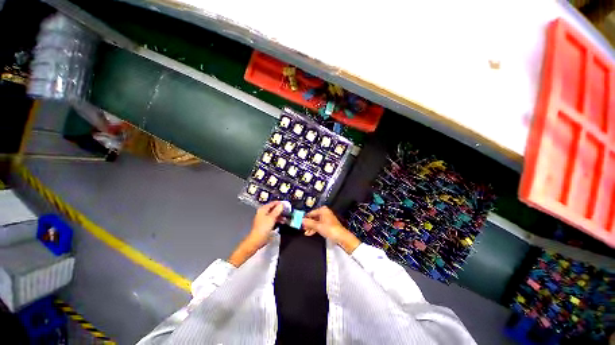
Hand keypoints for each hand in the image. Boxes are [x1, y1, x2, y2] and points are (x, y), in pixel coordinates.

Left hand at [247, 201, 283, 248]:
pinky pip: (273, 219)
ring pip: (273, 214)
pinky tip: (282, 221)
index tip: (286, 204)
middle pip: (273, 208)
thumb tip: (281, 205)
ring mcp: (264, 219)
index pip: (272, 203)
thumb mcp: (272, 218)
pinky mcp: (266, 224)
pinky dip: (277, 219)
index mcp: (263, 209)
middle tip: (287, 210)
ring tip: (286, 216)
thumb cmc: (263, 228)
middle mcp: (263, 213)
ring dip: (280, 215)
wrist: (257, 240)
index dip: (279, 203)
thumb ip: (277, 211)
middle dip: (280, 209)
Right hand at [302, 206, 360, 253]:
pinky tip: (310, 232)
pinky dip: (314, 228)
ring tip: (305, 231)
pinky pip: (319, 225)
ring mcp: (326, 219)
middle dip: (308, 223)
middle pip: (313, 217)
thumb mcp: (318, 226)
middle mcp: (325, 213)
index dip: (305, 218)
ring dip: (310, 227)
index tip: (300, 222)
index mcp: (323, 210)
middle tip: (302, 227)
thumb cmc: (332, 229)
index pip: (311, 213)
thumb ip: (309, 223)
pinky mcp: (328, 224)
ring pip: (316, 222)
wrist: (341, 237)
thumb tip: (302, 220)